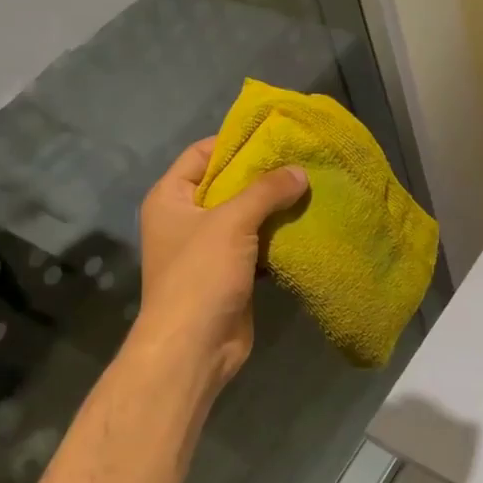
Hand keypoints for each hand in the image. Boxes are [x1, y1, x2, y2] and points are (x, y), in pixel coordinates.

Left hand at [133, 137, 309, 394]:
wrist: (193, 347)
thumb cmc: (200, 275)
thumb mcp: (232, 222)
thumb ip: (266, 190)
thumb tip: (299, 171)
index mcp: (171, 197)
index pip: (201, 154)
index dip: (235, 142)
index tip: (274, 135)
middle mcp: (186, 218)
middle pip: (227, 184)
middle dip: (263, 175)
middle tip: (302, 161)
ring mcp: (207, 247)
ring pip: (245, 216)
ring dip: (274, 207)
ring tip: (311, 187)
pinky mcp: (230, 272)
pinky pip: (256, 244)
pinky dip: (277, 235)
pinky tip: (306, 224)